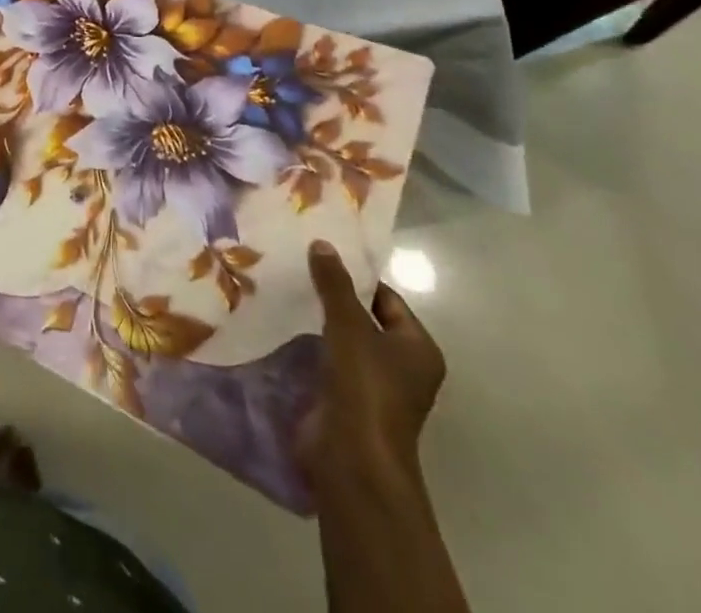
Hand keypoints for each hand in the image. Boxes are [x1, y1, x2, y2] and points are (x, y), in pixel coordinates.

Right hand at [298, 240, 445, 499]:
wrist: (352, 458)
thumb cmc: (365, 387)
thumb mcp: (349, 326)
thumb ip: (334, 284)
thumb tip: (322, 242)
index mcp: (418, 349)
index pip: (387, 298)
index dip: (355, 276)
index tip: (319, 254)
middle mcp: (402, 366)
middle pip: (364, 317)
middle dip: (332, 295)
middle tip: (297, 265)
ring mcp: (373, 385)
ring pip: (343, 338)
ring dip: (317, 319)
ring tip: (284, 287)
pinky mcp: (346, 398)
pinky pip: (328, 358)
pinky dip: (309, 342)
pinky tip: (282, 322)